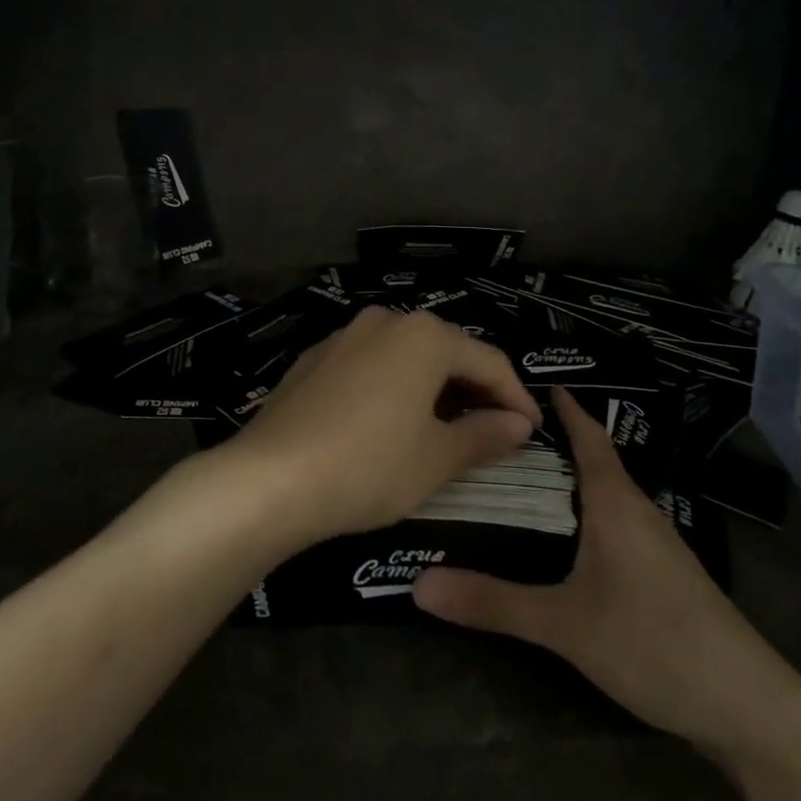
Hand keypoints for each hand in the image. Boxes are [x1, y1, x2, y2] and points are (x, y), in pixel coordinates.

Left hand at [226, 307, 541, 545]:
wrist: (269, 478)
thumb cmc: (369, 465)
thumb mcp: (436, 459)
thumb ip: (484, 435)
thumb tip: (518, 424)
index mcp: (424, 336)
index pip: (489, 362)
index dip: (516, 397)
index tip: (531, 432)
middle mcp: (386, 321)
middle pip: (446, 352)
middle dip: (474, 391)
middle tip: (494, 432)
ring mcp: (344, 336)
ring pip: (406, 357)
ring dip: (434, 389)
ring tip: (446, 430)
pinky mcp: (314, 359)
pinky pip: (371, 366)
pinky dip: (394, 389)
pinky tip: (391, 423)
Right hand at [413, 388, 800, 762]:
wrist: (748, 706)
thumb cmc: (654, 642)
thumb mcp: (565, 625)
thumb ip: (493, 602)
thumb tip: (418, 584)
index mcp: (615, 502)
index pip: (587, 436)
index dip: (565, 407)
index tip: (534, 381)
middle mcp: (638, 510)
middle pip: (595, 461)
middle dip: (556, 442)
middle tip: (505, 433)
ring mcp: (659, 544)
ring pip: (607, 494)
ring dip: (573, 479)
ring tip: (526, 477)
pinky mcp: (667, 575)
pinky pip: (618, 522)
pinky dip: (589, 512)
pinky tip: (570, 537)